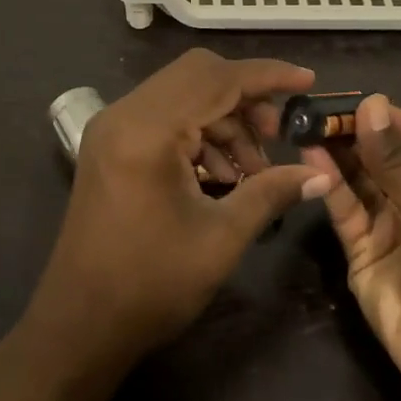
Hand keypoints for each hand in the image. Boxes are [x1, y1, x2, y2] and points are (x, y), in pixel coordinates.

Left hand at [30, 49, 332, 368]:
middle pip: (197, 75)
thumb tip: (320, 175)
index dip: (268, 76)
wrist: (80, 324)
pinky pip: (163, 118)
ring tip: (253, 170)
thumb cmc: (151, 284)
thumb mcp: (221, 238)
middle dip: (245, 98)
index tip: (308, 81)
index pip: (218, 79)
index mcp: (148, 130)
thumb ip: (271, 193)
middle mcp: (124, 115)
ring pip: (181, 95)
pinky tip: (221, 176)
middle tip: (277, 134)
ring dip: (223, 121)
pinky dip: (198, 134)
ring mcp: (111, 129)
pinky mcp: (108, 147)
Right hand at [302, 95, 400, 397]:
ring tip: (306, 126)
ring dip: (338, 155)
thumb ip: (396, 159)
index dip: (393, 119)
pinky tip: (310, 157)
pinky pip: (345, 211)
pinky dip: (329, 186)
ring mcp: (392, 228)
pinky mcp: (363, 253)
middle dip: (357, 135)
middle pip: (387, 158)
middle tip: (319, 110)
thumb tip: (371, 104)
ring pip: (361, 182)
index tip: (356, 100)